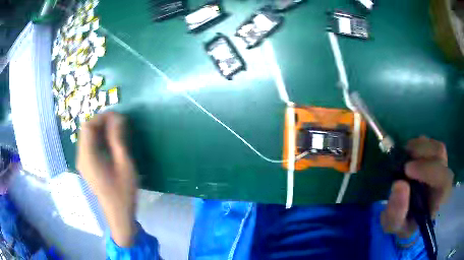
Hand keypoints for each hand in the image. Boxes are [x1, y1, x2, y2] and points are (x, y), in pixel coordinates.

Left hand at [77, 112, 137, 246]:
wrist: (118, 214)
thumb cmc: (123, 191)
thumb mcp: (124, 164)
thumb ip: (118, 140)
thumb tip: (118, 118)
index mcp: (88, 157)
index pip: (88, 127)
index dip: (102, 117)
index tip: (118, 116)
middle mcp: (81, 157)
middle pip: (86, 130)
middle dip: (101, 121)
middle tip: (119, 122)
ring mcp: (82, 163)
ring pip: (87, 137)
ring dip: (100, 129)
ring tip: (116, 130)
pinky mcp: (86, 166)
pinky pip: (89, 146)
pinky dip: (98, 139)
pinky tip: (110, 143)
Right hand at [381, 136, 453, 238]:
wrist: (407, 217)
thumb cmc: (403, 223)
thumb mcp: (394, 225)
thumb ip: (396, 212)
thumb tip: (399, 184)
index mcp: (438, 201)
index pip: (444, 180)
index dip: (429, 170)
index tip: (407, 169)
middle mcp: (443, 180)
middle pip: (441, 155)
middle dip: (423, 153)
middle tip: (403, 159)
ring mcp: (440, 167)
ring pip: (437, 147)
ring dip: (420, 147)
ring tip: (405, 155)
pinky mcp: (434, 159)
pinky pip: (431, 144)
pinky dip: (419, 144)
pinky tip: (408, 153)